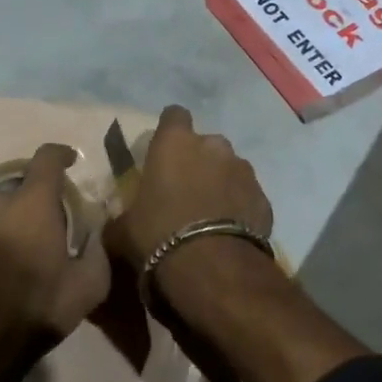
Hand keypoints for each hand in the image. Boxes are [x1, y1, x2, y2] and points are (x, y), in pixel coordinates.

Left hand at [0, 143, 110, 371]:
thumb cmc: (36, 314)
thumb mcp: (88, 288)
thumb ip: (98, 251)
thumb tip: (96, 231)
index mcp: (32, 207)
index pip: (46, 159)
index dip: (59, 155)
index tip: (67, 162)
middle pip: (12, 189)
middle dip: (26, 203)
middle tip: (35, 232)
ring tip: (1, 255)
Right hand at [106, 105, 272, 270]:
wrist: (212, 266)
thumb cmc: (158, 236)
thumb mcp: (123, 230)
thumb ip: (121, 217)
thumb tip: (116, 223)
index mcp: (175, 143)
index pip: (174, 115)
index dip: (170, 130)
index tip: (164, 151)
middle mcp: (214, 146)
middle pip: (206, 144)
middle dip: (198, 161)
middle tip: (185, 190)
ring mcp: (244, 170)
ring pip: (231, 168)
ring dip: (221, 183)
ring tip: (210, 214)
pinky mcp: (264, 197)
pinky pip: (247, 196)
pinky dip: (240, 207)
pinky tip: (230, 231)